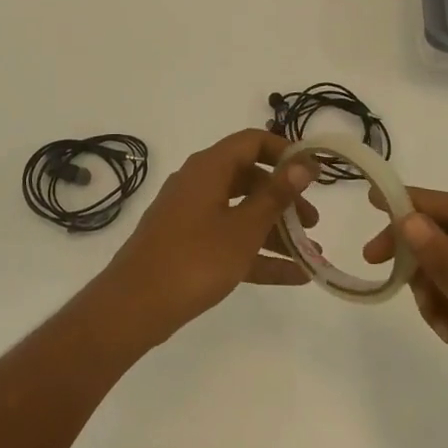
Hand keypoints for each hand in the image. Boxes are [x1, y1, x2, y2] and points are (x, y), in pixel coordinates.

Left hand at [102, 129, 319, 346]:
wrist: (134, 306)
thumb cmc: (194, 259)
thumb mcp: (243, 228)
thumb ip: (276, 196)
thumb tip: (303, 164)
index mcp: (209, 168)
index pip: (252, 141)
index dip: (285, 152)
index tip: (313, 173)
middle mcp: (199, 183)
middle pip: (250, 179)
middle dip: (284, 199)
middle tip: (312, 223)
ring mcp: (191, 215)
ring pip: (241, 212)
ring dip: (276, 231)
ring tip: (311, 255)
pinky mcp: (187, 245)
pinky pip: (229, 240)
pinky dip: (258, 254)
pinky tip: (293, 276)